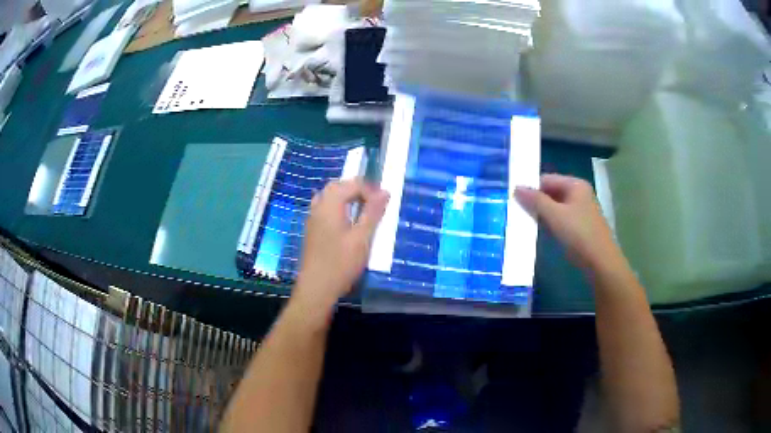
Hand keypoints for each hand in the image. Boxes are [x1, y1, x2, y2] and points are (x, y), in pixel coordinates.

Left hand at [293, 178, 388, 311]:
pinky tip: (348, 223)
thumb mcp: (362, 238)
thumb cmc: (341, 263)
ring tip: (363, 210)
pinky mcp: (312, 230)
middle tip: (374, 202)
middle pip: (337, 186)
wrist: (316, 288)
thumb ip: (373, 213)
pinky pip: (325, 208)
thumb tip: (385, 191)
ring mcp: (312, 218)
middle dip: (357, 189)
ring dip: (347, 197)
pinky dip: (339, 207)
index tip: (384, 203)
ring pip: (329, 197)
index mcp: (330, 204)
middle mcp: (318, 206)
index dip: (369, 189)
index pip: (351, 184)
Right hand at [514, 174, 621, 273]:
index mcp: (576, 185)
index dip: (531, 188)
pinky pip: (561, 219)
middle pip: (551, 192)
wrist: (601, 262)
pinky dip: (551, 224)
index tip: (514, 200)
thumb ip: (535, 200)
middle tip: (517, 212)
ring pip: (556, 207)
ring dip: (543, 214)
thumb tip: (516, 187)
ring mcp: (582, 211)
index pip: (547, 179)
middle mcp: (580, 194)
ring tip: (526, 223)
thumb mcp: (555, 216)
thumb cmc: (579, 234)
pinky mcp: (581, 226)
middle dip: (536, 202)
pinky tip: (542, 232)